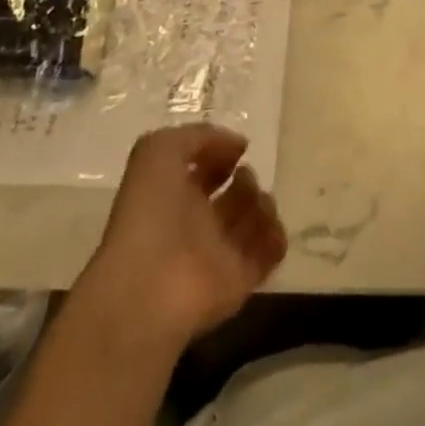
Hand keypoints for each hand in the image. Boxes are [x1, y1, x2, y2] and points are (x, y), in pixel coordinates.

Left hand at [78, 125, 286, 349]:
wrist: (148, 289)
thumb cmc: (150, 214)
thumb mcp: (158, 152)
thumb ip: (197, 136)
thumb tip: (238, 146)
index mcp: (175, 192)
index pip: (206, 168)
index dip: (221, 154)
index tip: (236, 150)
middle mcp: (197, 222)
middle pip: (235, 194)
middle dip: (247, 180)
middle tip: (244, 179)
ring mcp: (219, 252)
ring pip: (255, 220)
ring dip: (264, 205)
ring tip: (256, 205)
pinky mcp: (240, 279)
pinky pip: (270, 253)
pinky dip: (276, 237)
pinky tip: (269, 227)